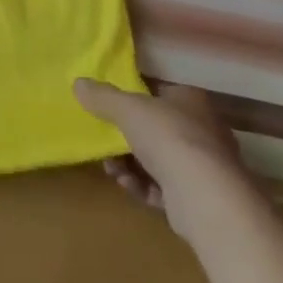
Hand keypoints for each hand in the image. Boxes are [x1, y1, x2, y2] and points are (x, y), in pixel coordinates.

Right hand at [74, 79, 247, 235]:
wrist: (205, 198)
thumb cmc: (168, 137)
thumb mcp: (126, 108)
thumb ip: (102, 96)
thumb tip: (78, 83)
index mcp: (190, 100)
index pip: (158, 93)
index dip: (132, 100)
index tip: (108, 110)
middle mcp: (202, 130)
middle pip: (154, 129)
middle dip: (124, 139)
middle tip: (103, 144)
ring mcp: (204, 167)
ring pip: (157, 160)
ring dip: (129, 164)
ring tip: (111, 170)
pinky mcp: (200, 199)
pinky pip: (164, 188)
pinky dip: (143, 186)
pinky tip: (126, 185)